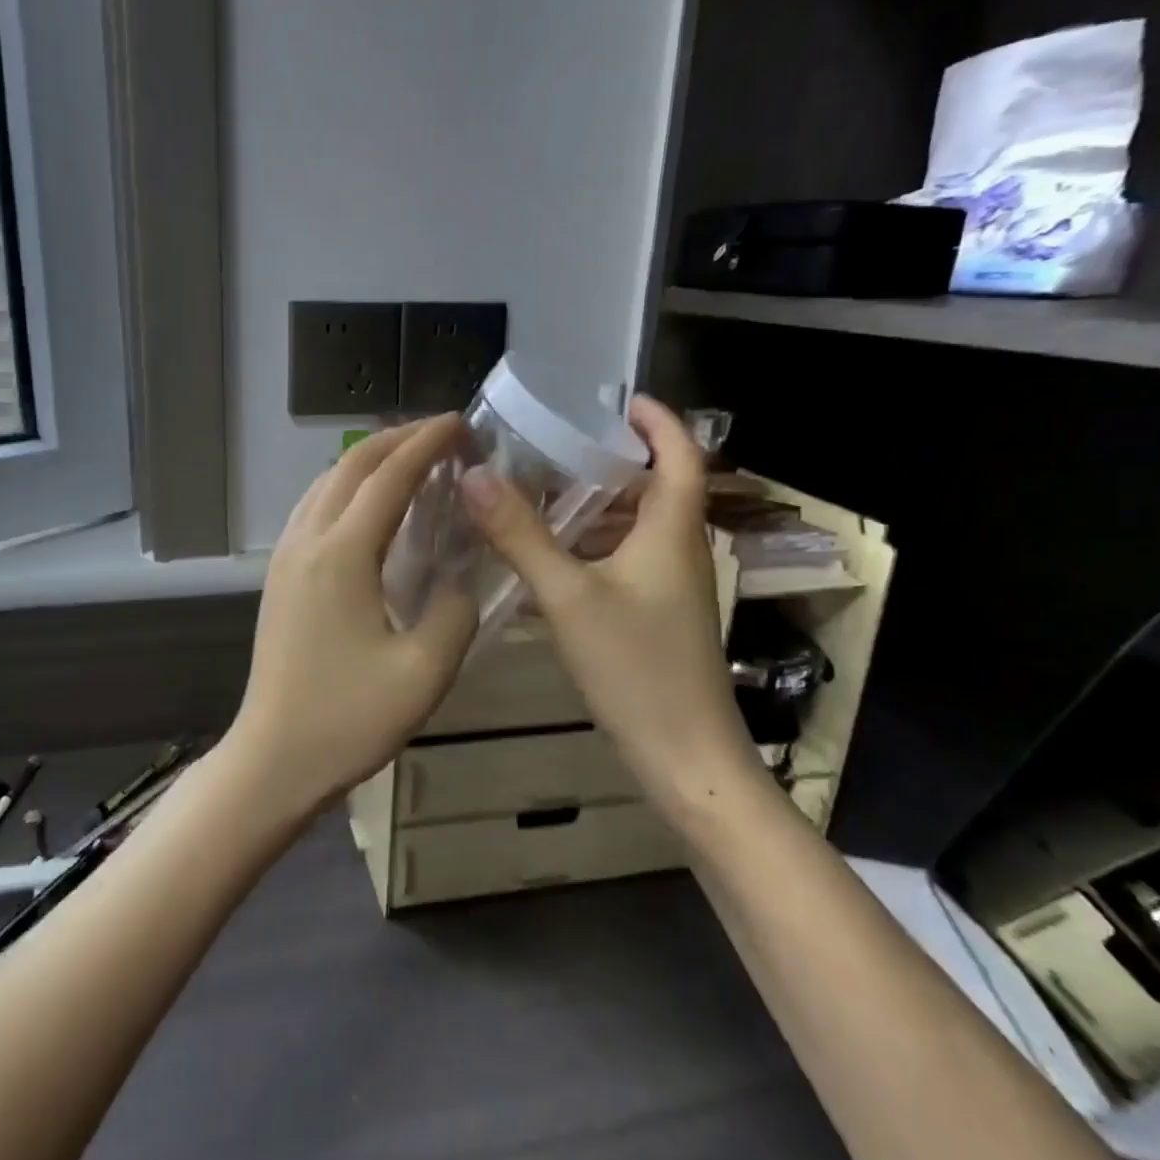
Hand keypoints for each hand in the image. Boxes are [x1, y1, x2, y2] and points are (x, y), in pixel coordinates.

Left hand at [227, 416, 479, 817]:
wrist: (274, 758)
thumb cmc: (348, 719)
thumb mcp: (424, 672)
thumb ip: (454, 611)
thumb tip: (460, 577)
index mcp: (342, 554)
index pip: (389, 475)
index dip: (428, 442)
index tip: (463, 423)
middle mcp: (307, 539)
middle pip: (352, 464)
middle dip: (399, 438)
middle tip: (446, 436)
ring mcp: (286, 554)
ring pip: (328, 481)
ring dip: (371, 460)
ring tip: (415, 461)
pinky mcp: (279, 573)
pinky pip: (315, 506)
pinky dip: (349, 486)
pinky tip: (373, 506)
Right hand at [460, 396, 753, 808]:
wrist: (685, 758)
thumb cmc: (636, 668)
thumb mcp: (568, 596)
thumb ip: (519, 535)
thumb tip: (473, 475)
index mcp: (672, 532)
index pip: (681, 456)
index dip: (658, 422)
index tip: (618, 401)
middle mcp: (678, 552)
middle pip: (653, 490)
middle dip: (609, 464)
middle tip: (552, 448)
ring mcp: (670, 589)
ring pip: (634, 531)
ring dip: (593, 510)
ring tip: (536, 497)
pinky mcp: (656, 619)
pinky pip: (622, 565)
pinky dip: (588, 551)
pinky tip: (545, 562)